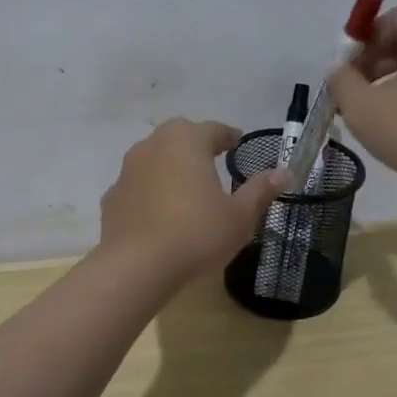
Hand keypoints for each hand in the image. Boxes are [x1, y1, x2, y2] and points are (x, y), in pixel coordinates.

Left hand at [99, 120, 291, 279]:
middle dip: (196, 146)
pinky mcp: (112, 197)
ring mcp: (127, 171)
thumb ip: (260, 191)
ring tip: (187, 189)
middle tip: (214, 162)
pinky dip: (150, 193)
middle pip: (179, 137)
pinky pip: (138, 187)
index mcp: (186, 141)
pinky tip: (160, 215)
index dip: (228, 136)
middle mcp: (153, 145)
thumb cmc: (196, 234)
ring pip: (154, 159)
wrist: (136, 267)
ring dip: (170, 168)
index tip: (238, 144)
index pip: (213, 129)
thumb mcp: (239, 216)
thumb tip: (284, 173)